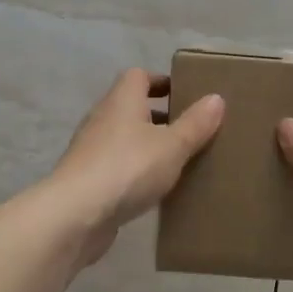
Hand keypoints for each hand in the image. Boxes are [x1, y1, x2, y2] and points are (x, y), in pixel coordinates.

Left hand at [47, 68, 224, 265]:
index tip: (185, 94)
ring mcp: (91, 150)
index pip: (139, 76)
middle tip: (190, 130)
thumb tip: (216, 98)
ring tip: (178, 161)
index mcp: (122, 100)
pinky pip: (117, 166)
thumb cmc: (128, 168)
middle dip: (160, 116)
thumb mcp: (172, 146)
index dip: (161, 81)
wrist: (75, 215)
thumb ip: (195, 124)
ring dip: (148, 145)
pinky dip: (135, 171)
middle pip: (132, 107)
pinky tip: (154, 189)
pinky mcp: (87, 179)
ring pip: (124, 138)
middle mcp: (103, 118)